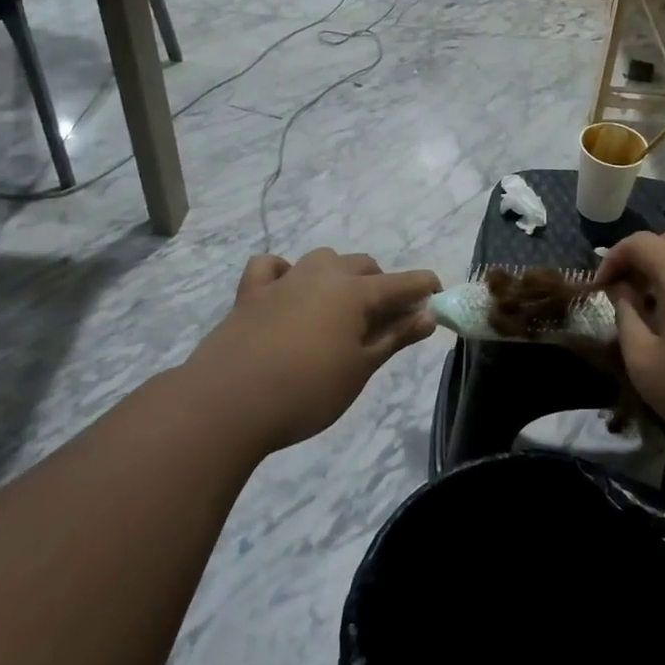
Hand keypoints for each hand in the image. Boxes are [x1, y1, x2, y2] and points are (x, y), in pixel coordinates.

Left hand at [185, 251, 440, 454]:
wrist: (227, 403)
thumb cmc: (306, 391)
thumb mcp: (360, 369)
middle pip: (363, 266)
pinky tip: (286, 292)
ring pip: (322, 260)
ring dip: (339, 275)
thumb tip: (427, 316)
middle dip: (381, 285)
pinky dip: (285, 273)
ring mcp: (284, 280)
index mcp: (355, 292)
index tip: (437, 298)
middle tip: (384, 321)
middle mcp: (323, 275)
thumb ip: (394, 338)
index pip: (403, 282)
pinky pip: (272, 267)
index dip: (424, 288)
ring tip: (339, 308)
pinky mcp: (250, 293)